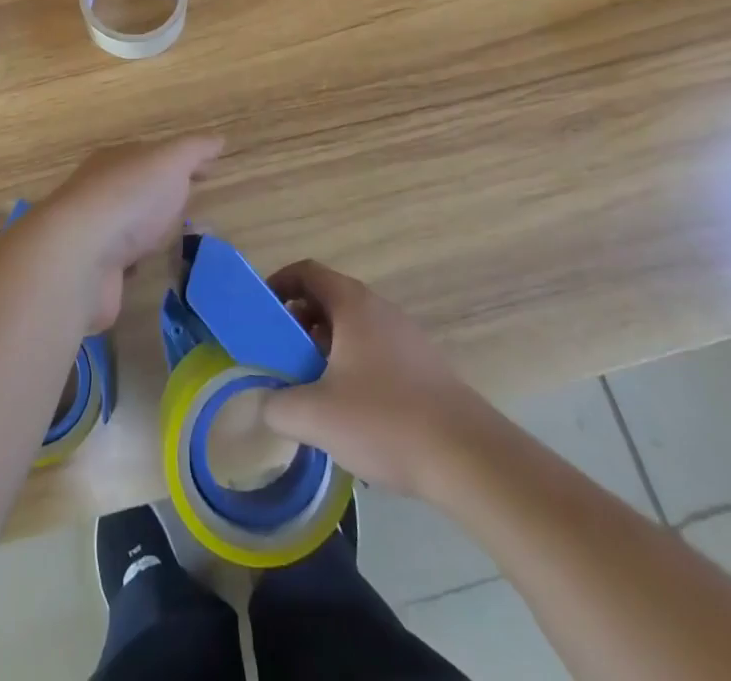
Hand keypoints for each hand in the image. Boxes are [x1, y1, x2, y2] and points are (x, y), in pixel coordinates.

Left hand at [36, 136, 223, 330]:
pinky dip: (138, 264)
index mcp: (116, 160)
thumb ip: (194, 149)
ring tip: (183, 241)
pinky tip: (154, 269)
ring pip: (130, 227)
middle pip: (139, 189)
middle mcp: (100, 191)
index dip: (182, 161)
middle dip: (166, 195)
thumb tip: (218, 139)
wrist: (78, 257)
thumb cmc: (129, 198)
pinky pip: (123, 263)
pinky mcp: (94, 271)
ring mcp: (94, 233)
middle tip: (196, 207)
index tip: (208, 171)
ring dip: (152, 232)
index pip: (153, 155)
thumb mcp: (169, 161)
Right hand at [261, 260, 501, 501]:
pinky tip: (351, 414)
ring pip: (353, 329)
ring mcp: (406, 337)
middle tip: (281, 357)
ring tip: (312, 390)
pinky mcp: (424, 367)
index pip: (307, 271)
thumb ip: (277, 405)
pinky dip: (353, 367)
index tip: (260, 313)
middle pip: (328, 299)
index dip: (278, 284)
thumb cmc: (384, 420)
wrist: (470, 458)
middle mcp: (379, 309)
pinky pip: (375, 352)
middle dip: (298, 324)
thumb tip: (264, 403)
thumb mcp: (315, 416)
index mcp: (352, 304)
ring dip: (325, 349)